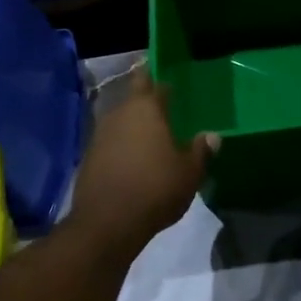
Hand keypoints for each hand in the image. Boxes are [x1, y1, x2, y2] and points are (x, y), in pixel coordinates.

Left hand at [67, 66, 216, 252]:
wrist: (107, 223)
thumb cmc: (155, 188)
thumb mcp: (189, 172)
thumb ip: (201, 150)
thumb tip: (212, 136)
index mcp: (145, 108)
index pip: (150, 79)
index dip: (159, 77)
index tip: (169, 78)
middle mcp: (118, 114)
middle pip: (134, 99)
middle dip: (147, 100)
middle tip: (166, 107)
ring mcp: (99, 135)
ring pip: (121, 121)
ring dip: (135, 125)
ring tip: (154, 135)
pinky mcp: (89, 157)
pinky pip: (112, 142)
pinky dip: (124, 145)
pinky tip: (136, 159)